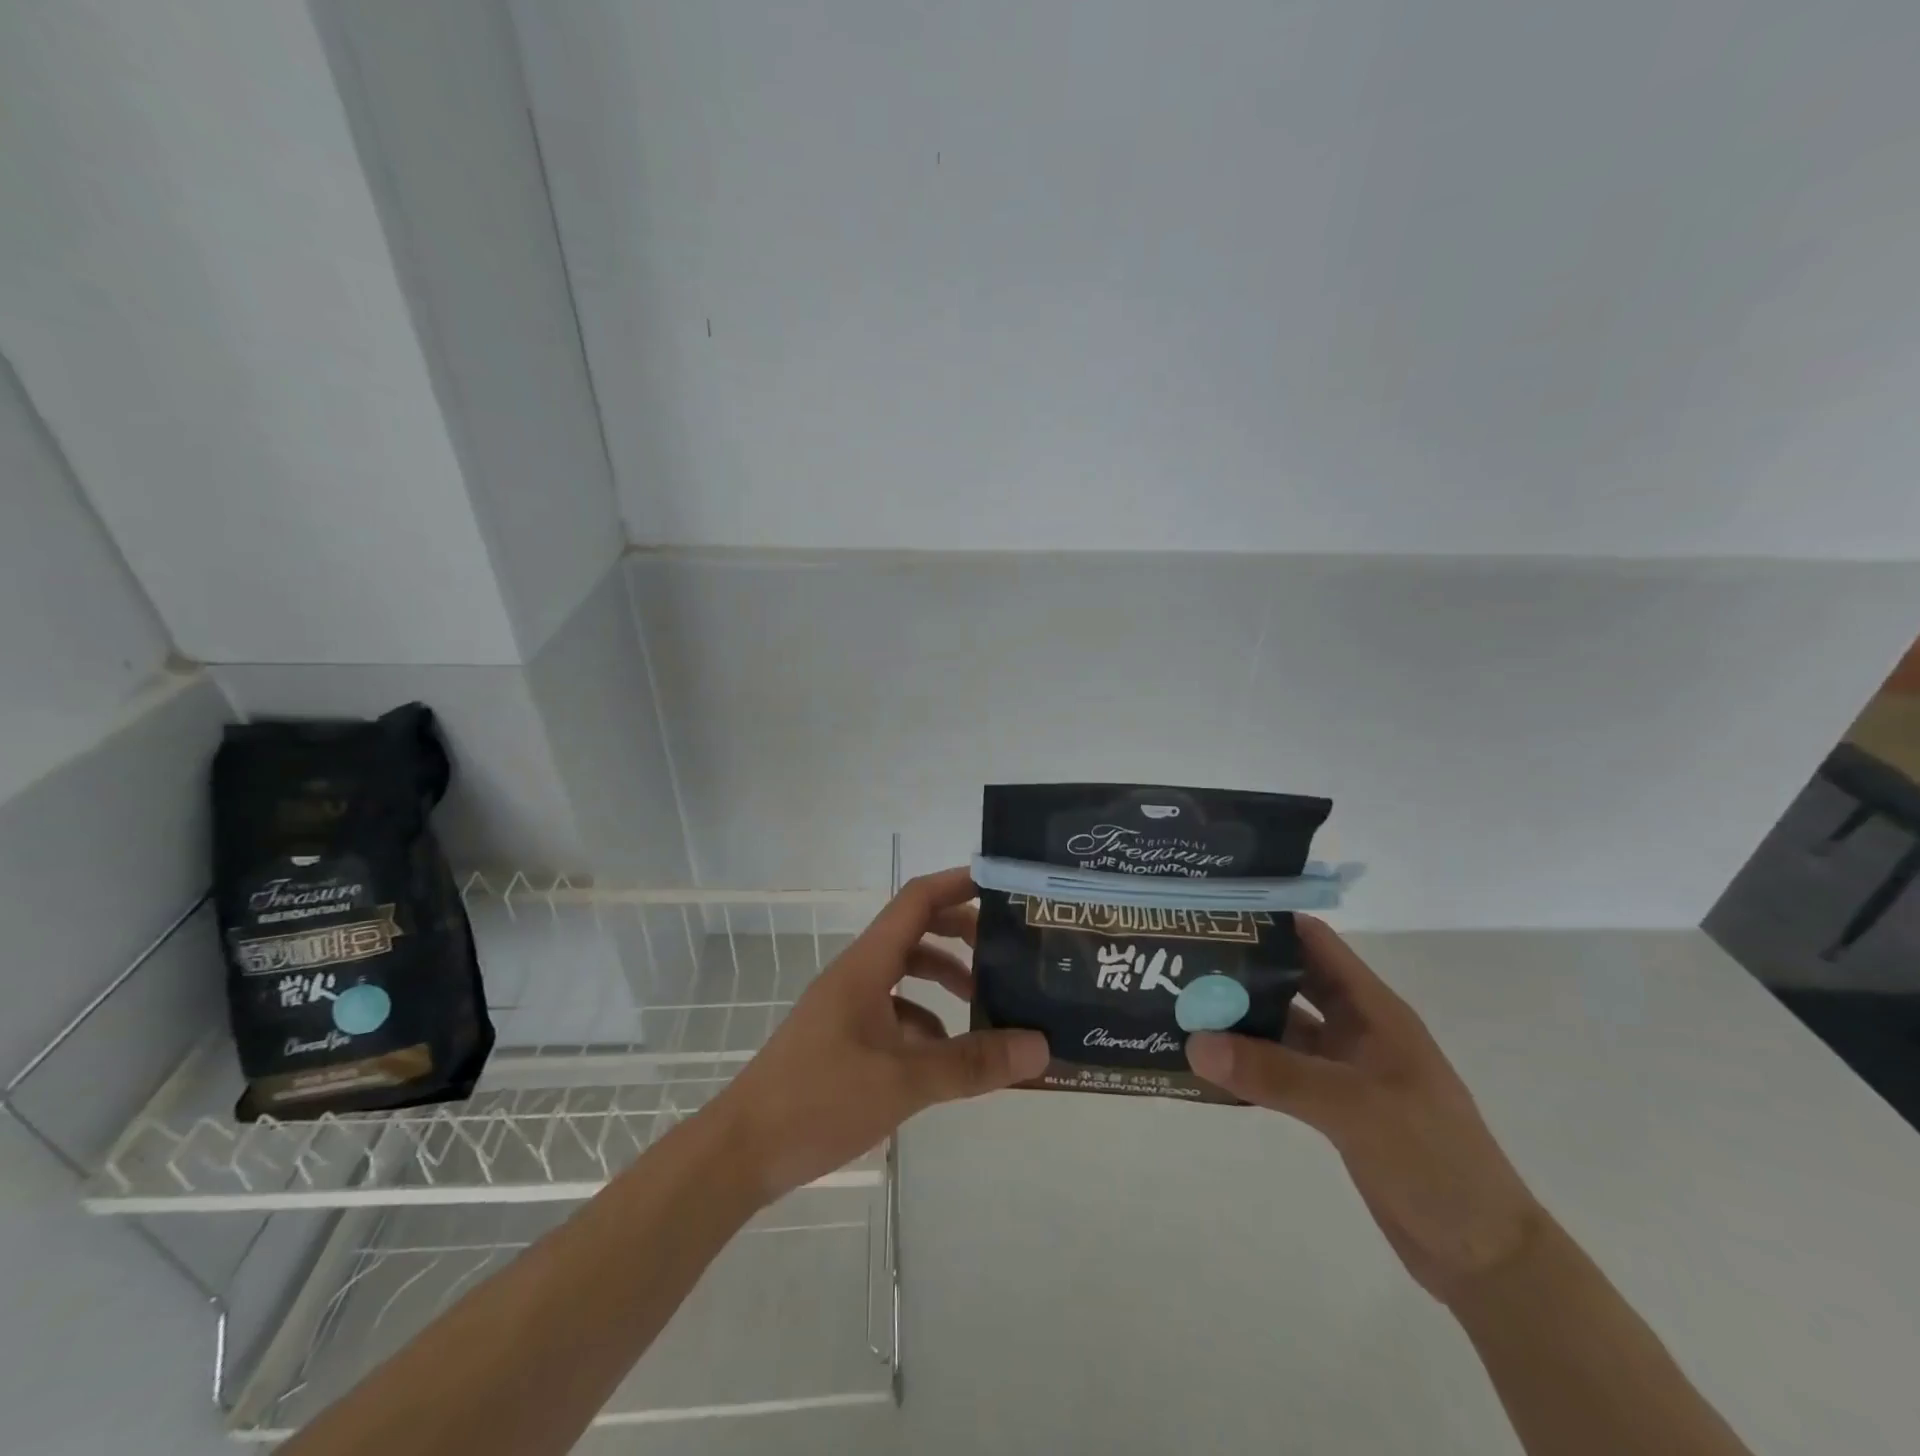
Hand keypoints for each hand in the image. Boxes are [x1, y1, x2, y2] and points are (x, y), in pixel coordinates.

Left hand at [709, 867, 1049, 1202]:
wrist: (742, 1151)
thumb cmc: (818, 1099)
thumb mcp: (904, 1080)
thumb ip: (972, 1063)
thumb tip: (1040, 1046)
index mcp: (867, 965)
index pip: (917, 900)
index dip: (957, 884)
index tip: (1002, 887)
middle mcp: (858, 975)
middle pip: (915, 932)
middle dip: (961, 936)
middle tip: (1006, 953)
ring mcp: (848, 1007)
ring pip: (905, 974)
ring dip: (944, 980)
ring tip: (986, 1007)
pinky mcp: (843, 1039)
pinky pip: (894, 1012)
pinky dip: (925, 1021)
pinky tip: (946, 1057)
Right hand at [1186, 916, 1543, 1303]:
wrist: (1482, 1255)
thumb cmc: (1433, 1160)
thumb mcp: (1353, 1107)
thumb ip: (1274, 1073)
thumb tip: (1195, 1041)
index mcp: (1373, 1010)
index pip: (1316, 943)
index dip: (1269, 922)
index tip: (1212, 916)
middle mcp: (1355, 1028)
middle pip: (1291, 981)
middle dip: (1242, 968)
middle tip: (1182, 960)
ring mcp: (1343, 1067)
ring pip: (1281, 1026)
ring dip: (1238, 1017)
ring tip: (1182, 1005)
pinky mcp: (1331, 1105)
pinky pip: (1278, 1069)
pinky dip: (1246, 1062)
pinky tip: (1206, 1062)